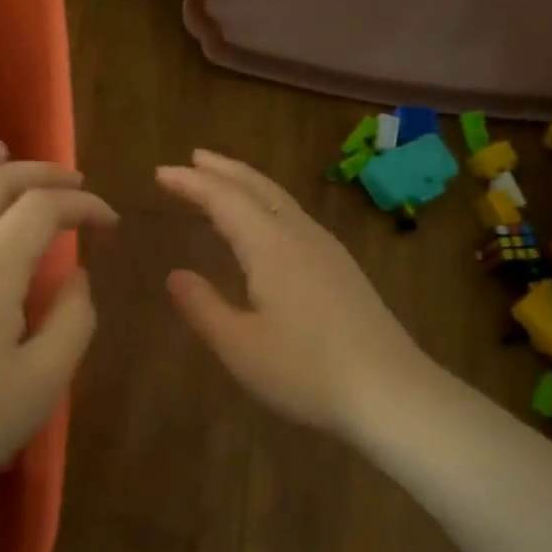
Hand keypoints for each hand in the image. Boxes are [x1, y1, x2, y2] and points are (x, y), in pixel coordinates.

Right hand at [156, 150, 428, 437]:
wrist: (391, 393)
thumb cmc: (306, 371)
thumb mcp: (239, 346)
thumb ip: (202, 306)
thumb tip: (175, 275)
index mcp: (271, 247)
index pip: (224, 200)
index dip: (191, 183)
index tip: (160, 173)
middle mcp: (301, 237)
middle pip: (258, 188)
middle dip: (223, 170)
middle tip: (193, 158)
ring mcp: (328, 251)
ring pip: (281, 201)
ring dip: (248, 184)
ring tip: (224, 181)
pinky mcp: (343, 270)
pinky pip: (295, 219)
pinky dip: (268, 206)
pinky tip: (267, 226)